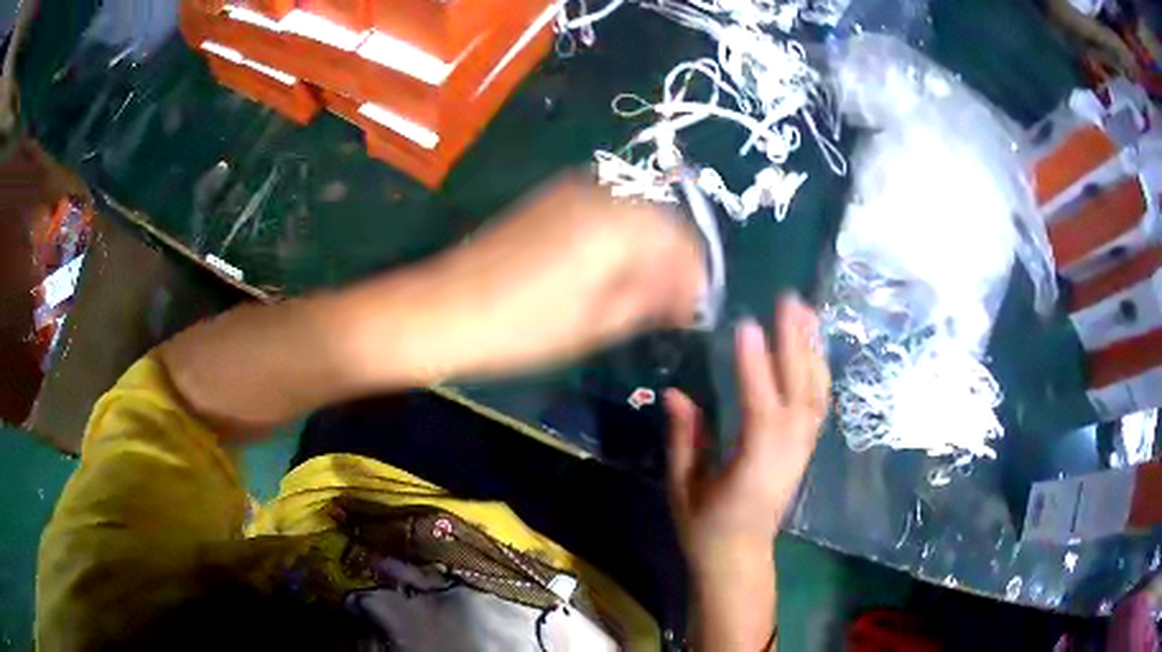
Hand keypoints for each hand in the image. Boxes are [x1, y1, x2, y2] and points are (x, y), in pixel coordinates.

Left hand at [403, 173, 706, 378]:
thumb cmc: (525, 326)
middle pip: (663, 223)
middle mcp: (604, 193)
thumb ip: (652, 300)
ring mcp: (574, 190)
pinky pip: (606, 212)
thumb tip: (687, 297)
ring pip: (635, 215)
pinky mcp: (552, 198)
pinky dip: (619, 240)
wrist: (446, 307)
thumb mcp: (599, 324)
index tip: (693, 313)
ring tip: (641, 293)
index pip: (684, 243)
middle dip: (673, 263)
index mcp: (622, 224)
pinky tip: (611, 270)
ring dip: (647, 251)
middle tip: (670, 307)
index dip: (695, 279)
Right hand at [665, 295, 829, 649]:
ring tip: (808, 312)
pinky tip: (814, 347)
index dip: (754, 368)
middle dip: (795, 344)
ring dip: (812, 351)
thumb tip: (674, 391)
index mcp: (753, 468)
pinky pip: (817, 404)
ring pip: (815, 395)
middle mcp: (786, 454)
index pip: (760, 409)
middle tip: (790, 300)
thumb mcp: (684, 486)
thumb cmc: (705, 527)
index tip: (746, 326)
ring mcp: (801, 450)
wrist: (739, 558)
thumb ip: (685, 438)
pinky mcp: (805, 449)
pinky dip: (818, 371)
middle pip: (799, 393)